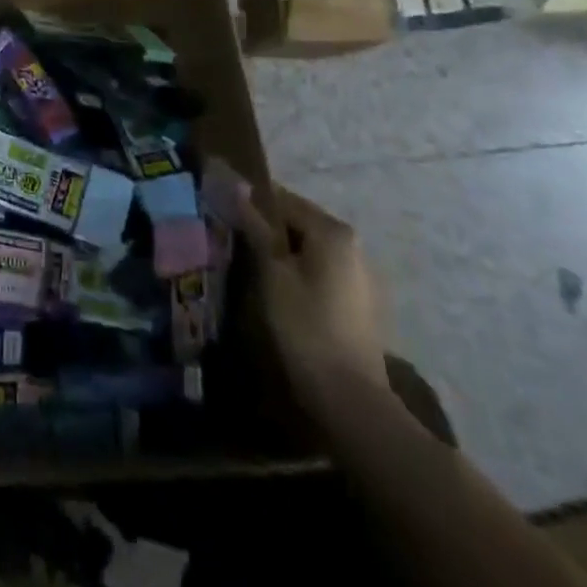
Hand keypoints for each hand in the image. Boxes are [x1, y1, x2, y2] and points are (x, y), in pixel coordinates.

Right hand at [239, 187, 386, 395]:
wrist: (350, 397)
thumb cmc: (305, 326)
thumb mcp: (272, 273)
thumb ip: (256, 227)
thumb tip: (237, 189)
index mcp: (332, 230)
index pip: (283, 200)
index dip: (252, 206)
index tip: (226, 218)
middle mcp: (352, 244)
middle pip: (299, 222)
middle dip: (268, 231)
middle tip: (237, 246)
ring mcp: (360, 273)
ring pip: (310, 248)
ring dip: (284, 254)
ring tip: (255, 271)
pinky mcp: (360, 300)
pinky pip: (323, 271)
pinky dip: (301, 273)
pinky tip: (283, 294)